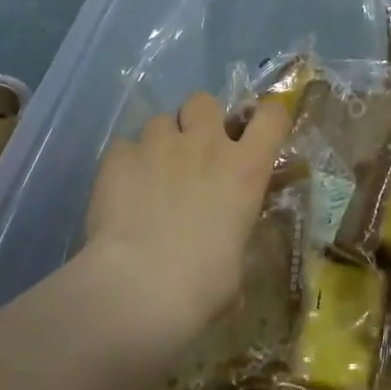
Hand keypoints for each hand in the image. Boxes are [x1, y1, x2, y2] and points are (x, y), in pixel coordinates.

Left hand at [82, 91, 290, 356]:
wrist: (140, 287)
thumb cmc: (203, 285)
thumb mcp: (236, 262)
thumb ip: (231, 234)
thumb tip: (223, 247)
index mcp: (245, 169)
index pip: (272, 117)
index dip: (266, 117)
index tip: (257, 132)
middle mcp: (205, 145)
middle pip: (204, 102)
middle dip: (199, 120)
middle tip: (192, 151)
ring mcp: (158, 145)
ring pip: (160, 120)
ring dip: (159, 142)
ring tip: (149, 175)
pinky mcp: (118, 156)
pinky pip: (124, 146)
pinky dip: (125, 163)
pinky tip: (120, 191)